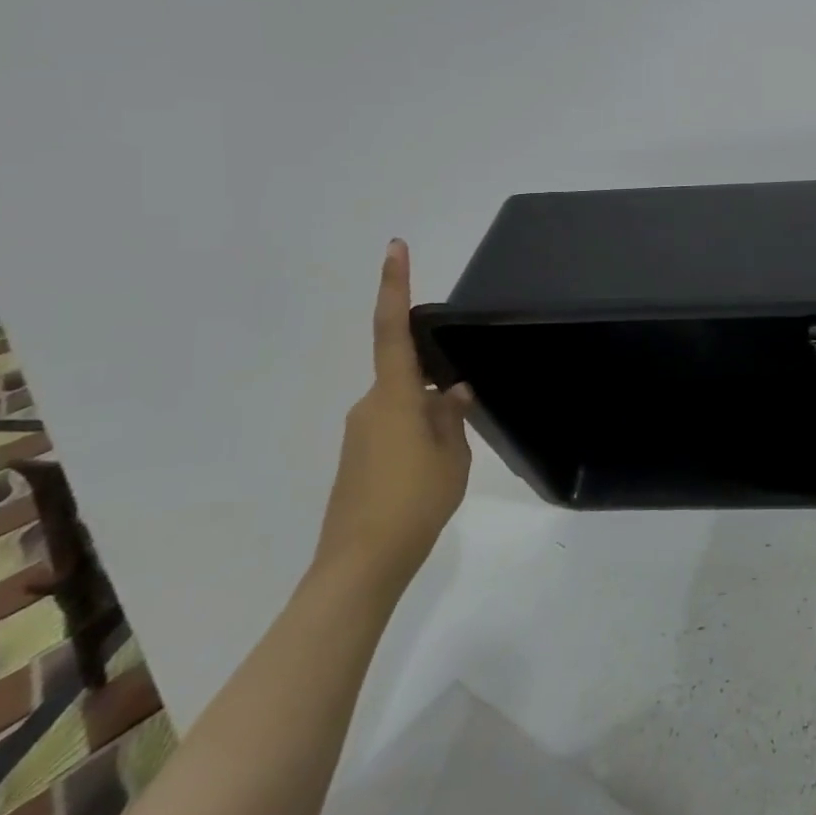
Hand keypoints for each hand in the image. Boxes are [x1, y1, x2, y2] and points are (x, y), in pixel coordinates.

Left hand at [315, 239, 471, 595]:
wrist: (359, 566)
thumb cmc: (413, 502)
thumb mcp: (452, 457)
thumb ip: (452, 417)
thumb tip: (453, 391)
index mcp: (393, 396)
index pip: (392, 328)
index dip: (394, 285)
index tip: (395, 247)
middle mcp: (369, 405)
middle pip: (405, 377)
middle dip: (435, 388)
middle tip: (459, 426)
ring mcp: (359, 433)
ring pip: (402, 407)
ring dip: (427, 422)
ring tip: (449, 462)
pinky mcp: (356, 459)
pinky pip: (391, 431)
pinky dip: (415, 440)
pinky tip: (430, 474)